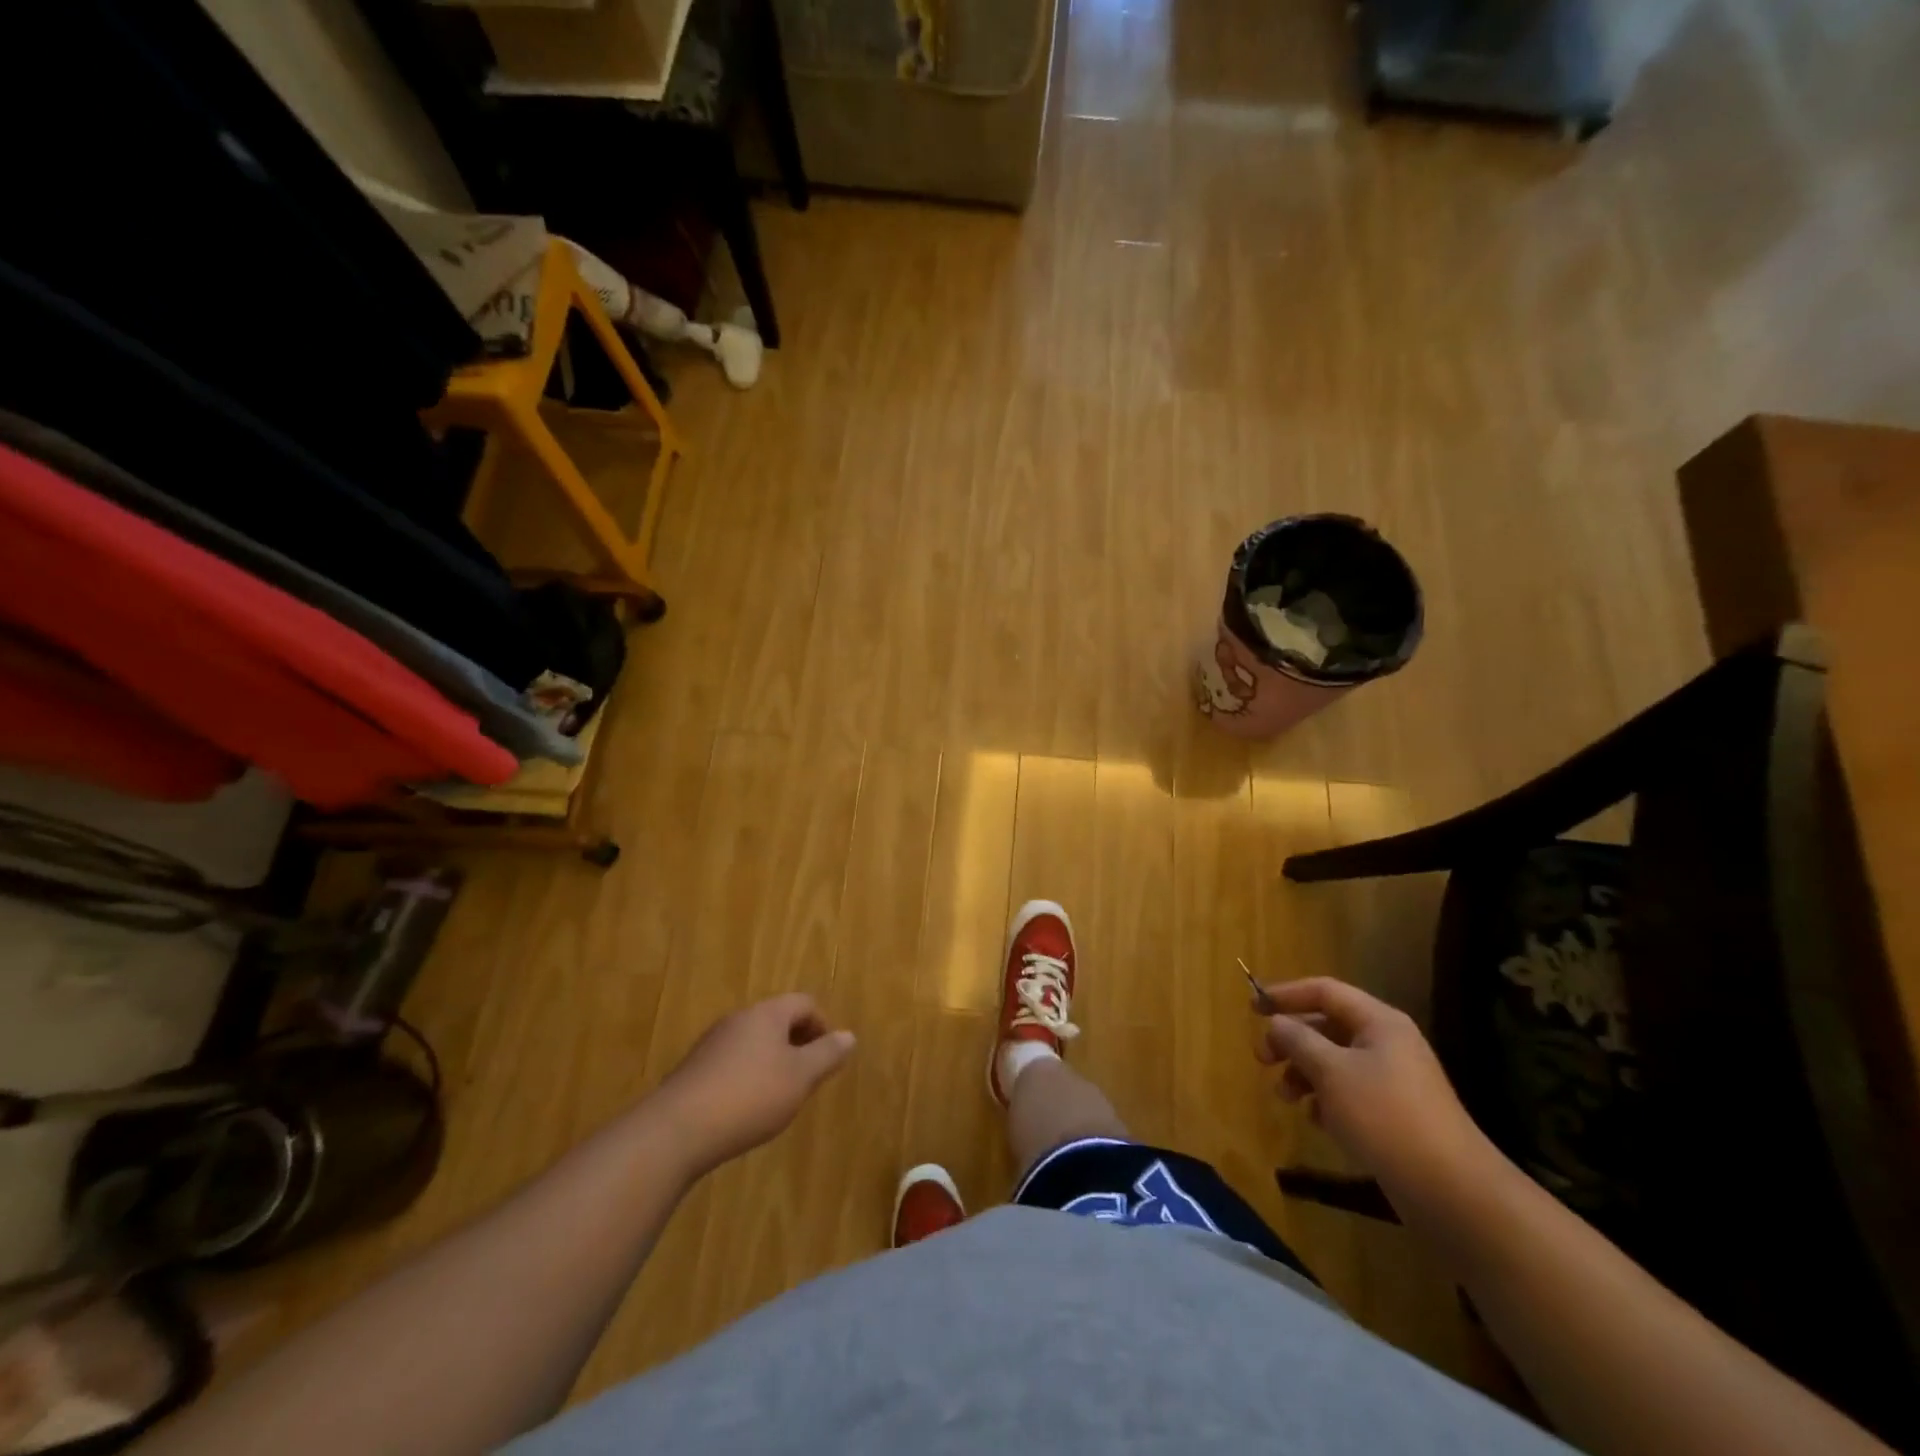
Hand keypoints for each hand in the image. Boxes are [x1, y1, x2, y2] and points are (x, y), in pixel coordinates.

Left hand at [653, 994, 855, 1176]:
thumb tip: (849, 1036)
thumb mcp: (800, 1078)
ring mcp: (712, 1043)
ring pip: (754, 1042)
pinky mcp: (694, 1069)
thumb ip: (827, 1055)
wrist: (676, 1130)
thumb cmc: (749, 1097)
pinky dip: (747, 1076)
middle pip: (777, 1020)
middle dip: (797, 1044)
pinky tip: (746, 1108)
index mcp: (767, 1013)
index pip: (804, 1003)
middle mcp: (738, 1019)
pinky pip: (732, 1062)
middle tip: (807, 1078)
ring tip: (779, 1096)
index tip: (828, 1058)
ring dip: (772, 1061)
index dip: (823, 1025)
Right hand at [1255, 977, 1494, 1199]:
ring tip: (1285, 1098)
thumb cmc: (1385, 1116)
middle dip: (1291, 1040)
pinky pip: (1349, 1092)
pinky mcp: (1395, 1114)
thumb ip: (1298, 1040)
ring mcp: (1394, 1080)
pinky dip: (1326, 1100)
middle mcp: (1388, 1043)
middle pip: (1327, 1026)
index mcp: (1379, 1022)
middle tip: (1262, 1059)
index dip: (1286, 994)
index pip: (1324, 991)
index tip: (1252, 1008)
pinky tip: (1316, 1121)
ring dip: (1304, 1073)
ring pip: (1335, 1062)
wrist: (1452, 1191)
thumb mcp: (1331, 1072)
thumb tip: (1277, 1022)